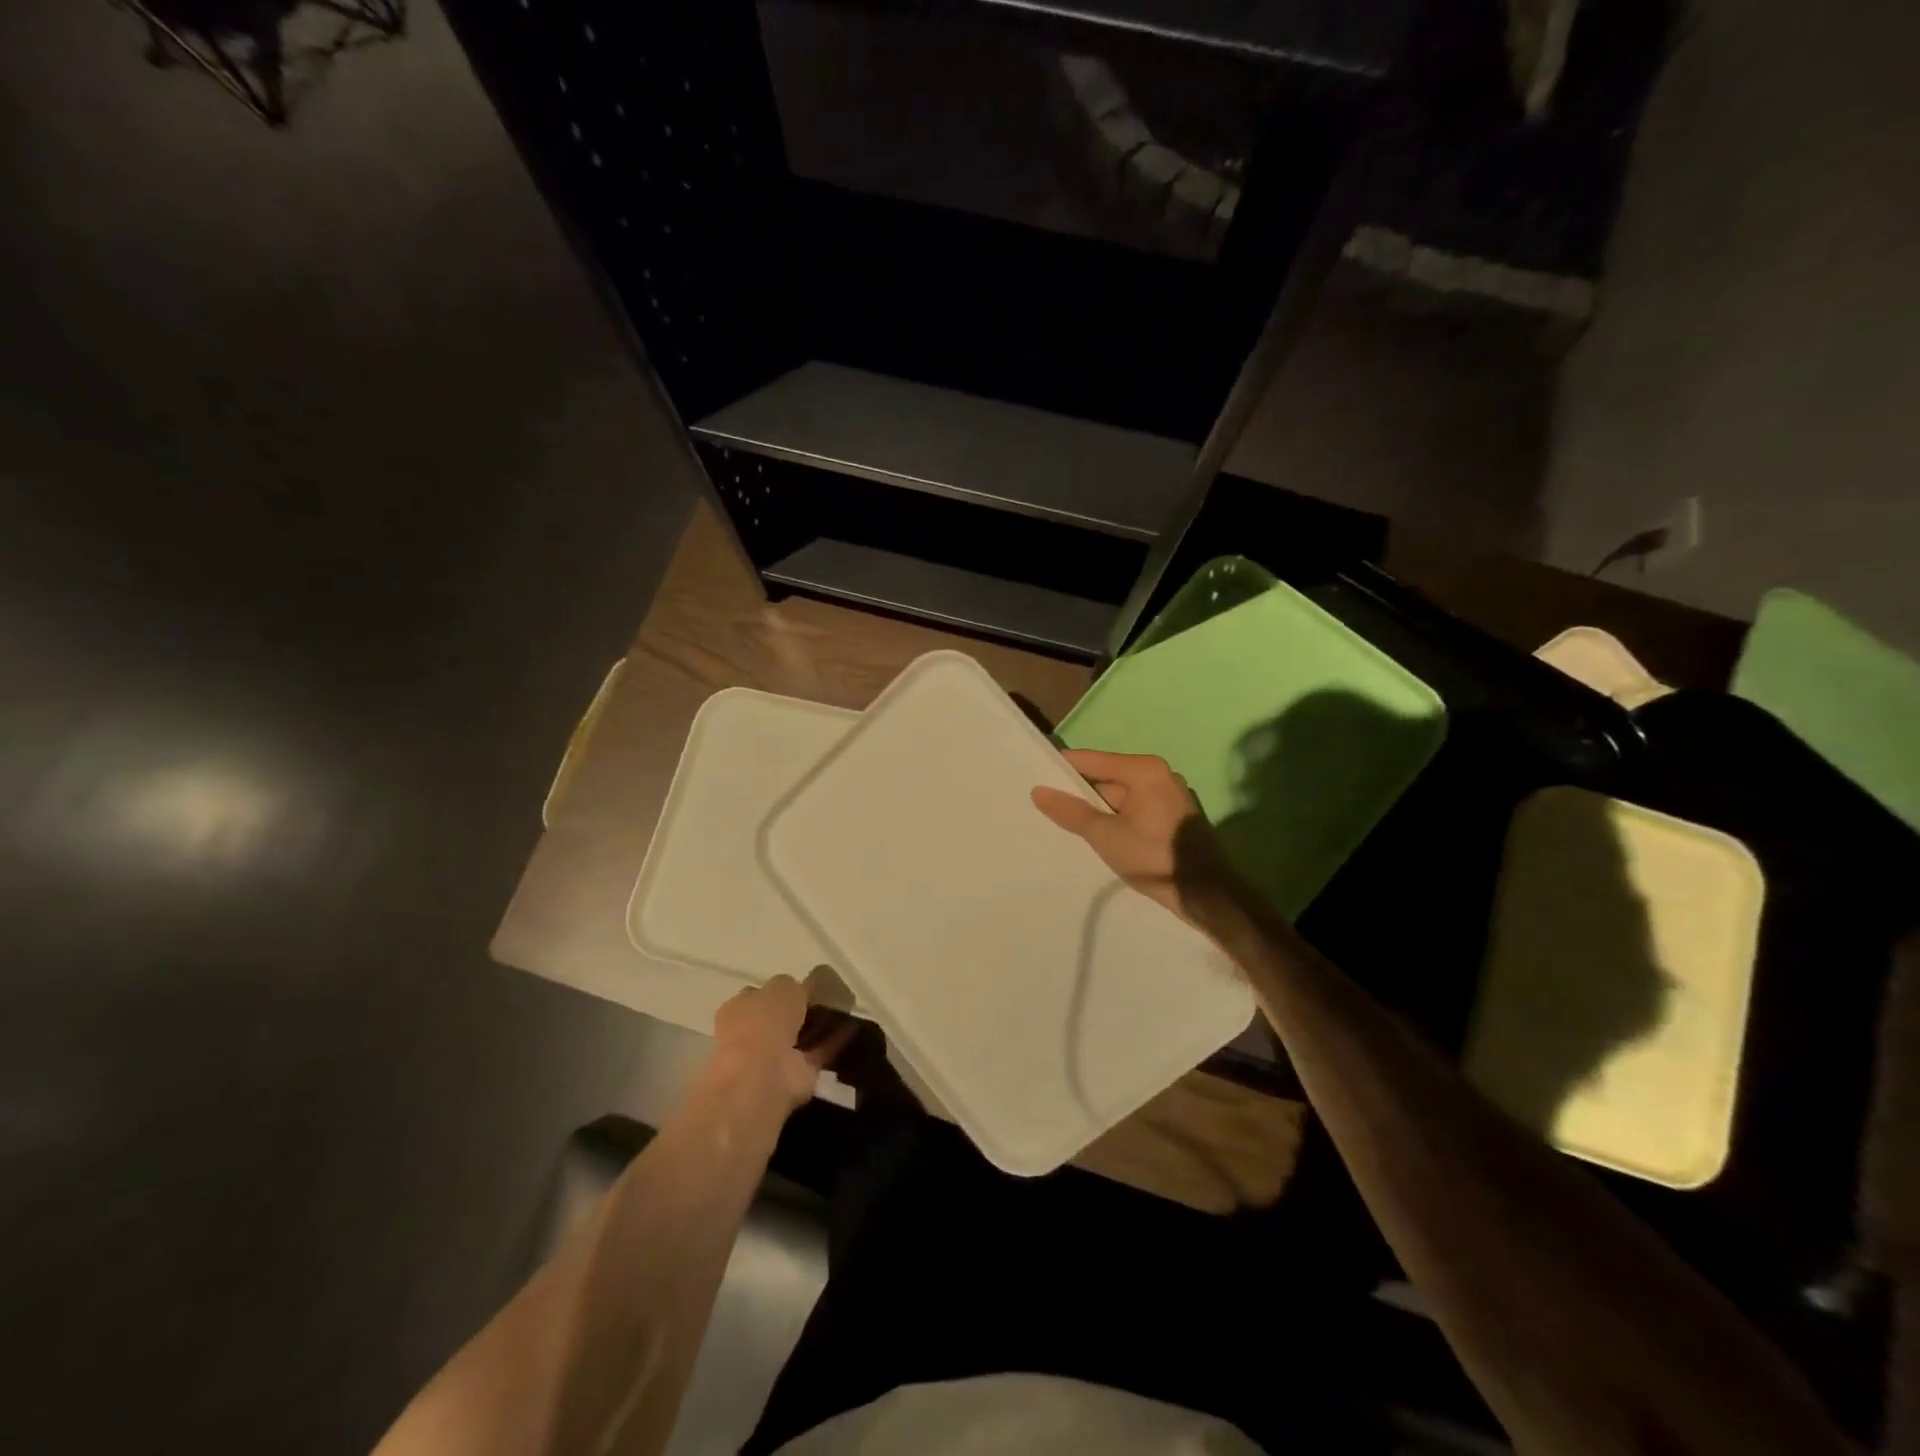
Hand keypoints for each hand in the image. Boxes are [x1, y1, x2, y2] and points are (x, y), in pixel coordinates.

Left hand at [707, 972, 856, 1115]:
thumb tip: (806, 987)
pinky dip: (835, 1041)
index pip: (763, 995)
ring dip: (822, 1025)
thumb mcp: (783, 986)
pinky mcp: (797, 1076)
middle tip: (831, 996)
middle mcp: (753, 1034)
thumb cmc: (763, 1021)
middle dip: (805, 1009)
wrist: (762, 1075)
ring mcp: (774, 1058)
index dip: (785, 990)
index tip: (808, 984)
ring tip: (848, 1009)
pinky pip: (818, 1053)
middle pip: (783, 1018)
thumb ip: (796, 985)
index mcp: (739, 1009)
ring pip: (802, 1036)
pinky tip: (854, 1026)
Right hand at [1031, 749, 1237, 924]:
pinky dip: (1116, 818)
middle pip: (1107, 778)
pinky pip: (1134, 809)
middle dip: (1079, 792)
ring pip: (1120, 797)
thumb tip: (1038, 791)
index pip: (1092, 760)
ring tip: (1065, 821)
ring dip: (1098, 809)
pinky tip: (1097, 834)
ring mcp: (1169, 796)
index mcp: (1144, 770)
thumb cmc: (1153, 856)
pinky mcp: (1173, 817)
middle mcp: (1159, 775)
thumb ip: (1071, 811)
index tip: (1035, 774)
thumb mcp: (1105, 835)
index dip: (1063, 767)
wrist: (1205, 894)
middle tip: (1046, 803)